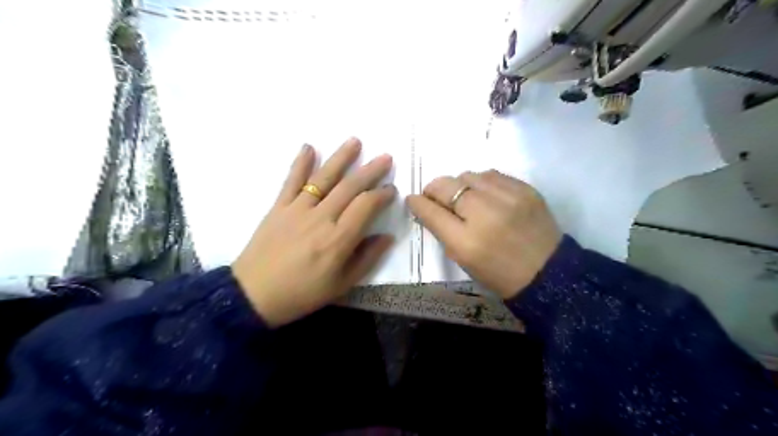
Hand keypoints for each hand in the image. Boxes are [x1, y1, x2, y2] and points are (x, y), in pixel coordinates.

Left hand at [231, 138, 394, 327]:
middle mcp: (321, 218)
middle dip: (370, 170)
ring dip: (341, 158)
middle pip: (349, 187)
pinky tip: (309, 147)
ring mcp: (298, 209)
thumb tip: (387, 236)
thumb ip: (367, 258)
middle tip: (385, 157)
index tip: (391, 189)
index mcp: (338, 239)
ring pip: (324, 178)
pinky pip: (291, 181)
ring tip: (355, 141)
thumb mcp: (342, 285)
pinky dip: (300, 163)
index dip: (382, 194)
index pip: (366, 206)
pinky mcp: (278, 207)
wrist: (254, 295)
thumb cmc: (302, 293)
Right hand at [407, 170, 558, 300]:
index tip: (413, 199)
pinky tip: (485, 194)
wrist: (547, 272)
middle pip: (446, 186)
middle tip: (435, 196)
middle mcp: (485, 214)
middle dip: (434, 189)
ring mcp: (508, 198)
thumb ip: (442, 230)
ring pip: (467, 175)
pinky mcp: (525, 189)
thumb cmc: (498, 273)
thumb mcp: (463, 259)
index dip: (418, 203)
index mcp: (466, 242)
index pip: (431, 212)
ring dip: (459, 185)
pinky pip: (491, 174)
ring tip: (464, 197)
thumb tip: (425, 207)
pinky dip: (481, 182)